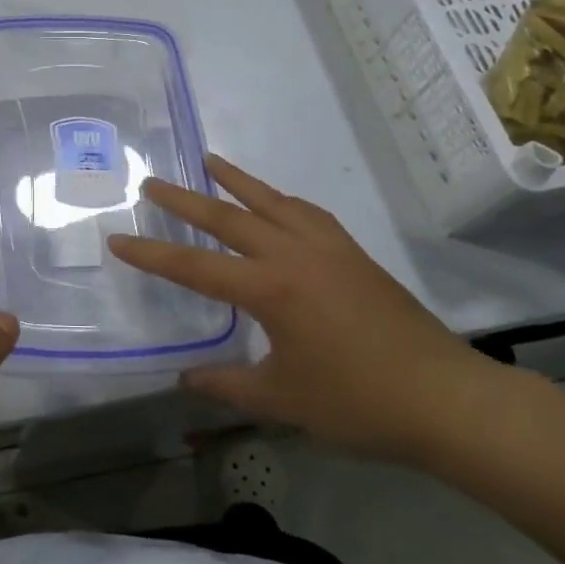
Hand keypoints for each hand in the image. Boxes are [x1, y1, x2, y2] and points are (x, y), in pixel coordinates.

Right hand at [107, 155, 507, 463]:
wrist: (447, 398)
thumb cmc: (359, 403)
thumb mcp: (283, 400)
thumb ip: (227, 384)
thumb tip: (186, 379)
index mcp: (269, 288)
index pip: (194, 267)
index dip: (152, 254)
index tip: (118, 239)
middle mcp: (293, 255)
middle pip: (227, 217)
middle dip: (184, 199)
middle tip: (152, 182)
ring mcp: (328, 248)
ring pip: (271, 201)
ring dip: (236, 180)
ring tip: (210, 160)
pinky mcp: (353, 254)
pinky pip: (306, 212)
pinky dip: (280, 199)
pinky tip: (276, 202)